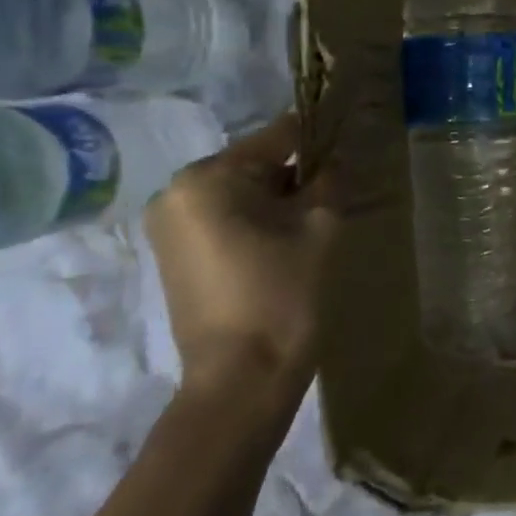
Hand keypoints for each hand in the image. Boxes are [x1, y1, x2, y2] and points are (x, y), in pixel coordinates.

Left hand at [144, 114, 339, 426]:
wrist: (242, 378)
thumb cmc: (284, 292)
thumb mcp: (322, 225)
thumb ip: (329, 179)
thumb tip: (333, 158)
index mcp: (208, 177)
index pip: (276, 137)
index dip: (317, 138)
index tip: (348, 143)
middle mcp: (175, 193)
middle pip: (253, 165)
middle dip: (294, 177)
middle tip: (333, 198)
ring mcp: (167, 227)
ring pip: (238, 194)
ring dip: (275, 202)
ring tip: (310, 227)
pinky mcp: (172, 256)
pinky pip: (222, 219)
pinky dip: (254, 223)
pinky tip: (283, 248)